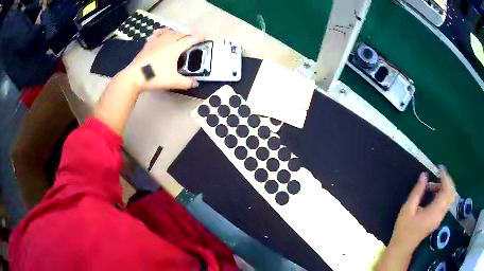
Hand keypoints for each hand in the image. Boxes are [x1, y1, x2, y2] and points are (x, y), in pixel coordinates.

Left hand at [123, 28, 203, 92]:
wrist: (135, 76)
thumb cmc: (155, 77)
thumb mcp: (173, 82)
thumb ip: (186, 83)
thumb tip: (196, 84)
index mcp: (175, 48)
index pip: (190, 39)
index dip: (199, 37)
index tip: (205, 37)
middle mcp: (167, 41)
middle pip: (181, 34)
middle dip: (189, 35)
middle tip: (193, 40)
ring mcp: (157, 41)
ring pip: (170, 31)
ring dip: (177, 32)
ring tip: (180, 35)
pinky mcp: (148, 43)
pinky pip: (158, 33)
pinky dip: (163, 31)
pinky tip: (163, 31)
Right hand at [390, 166, 455, 251]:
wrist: (403, 247)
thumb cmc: (404, 229)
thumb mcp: (407, 209)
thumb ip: (417, 191)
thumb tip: (424, 175)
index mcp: (434, 211)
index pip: (447, 191)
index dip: (445, 178)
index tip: (439, 169)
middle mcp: (441, 214)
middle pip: (451, 193)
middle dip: (447, 181)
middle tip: (438, 174)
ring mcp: (440, 217)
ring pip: (450, 197)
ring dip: (444, 187)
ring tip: (432, 185)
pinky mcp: (439, 218)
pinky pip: (446, 202)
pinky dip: (442, 193)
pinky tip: (433, 193)